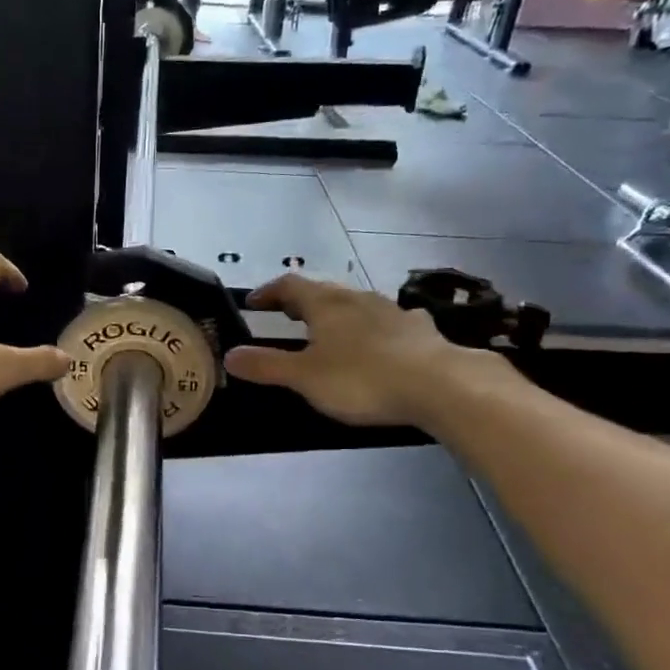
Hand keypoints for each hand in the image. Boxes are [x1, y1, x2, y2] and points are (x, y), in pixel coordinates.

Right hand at [222, 274, 497, 429]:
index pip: (289, 286)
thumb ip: (266, 365)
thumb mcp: (305, 377)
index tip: (253, 303)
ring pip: (356, 302)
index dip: (268, 292)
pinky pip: (389, 320)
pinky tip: (382, 337)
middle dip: (301, 300)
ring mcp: (392, 310)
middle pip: (322, 290)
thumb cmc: (362, 379)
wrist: (439, 384)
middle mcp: (357, 298)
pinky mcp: (419, 329)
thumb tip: (229, 355)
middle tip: (286, 314)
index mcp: (325, 305)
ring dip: (337, 310)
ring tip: (329, 326)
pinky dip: (375, 325)